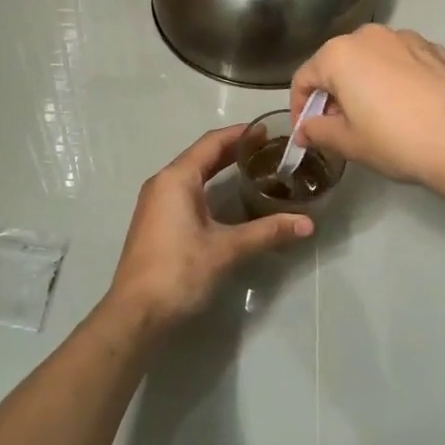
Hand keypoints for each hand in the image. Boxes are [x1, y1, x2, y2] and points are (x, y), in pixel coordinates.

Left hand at [107, 125, 313, 329]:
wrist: (136, 314)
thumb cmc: (178, 271)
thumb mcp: (226, 249)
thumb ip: (267, 232)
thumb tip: (308, 224)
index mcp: (176, 179)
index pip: (212, 142)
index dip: (241, 134)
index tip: (269, 131)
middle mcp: (163, 183)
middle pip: (202, 156)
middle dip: (234, 150)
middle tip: (269, 149)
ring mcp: (156, 204)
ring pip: (193, 174)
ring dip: (221, 168)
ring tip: (255, 169)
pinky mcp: (157, 223)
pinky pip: (187, 192)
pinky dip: (210, 187)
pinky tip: (229, 199)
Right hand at [290, 25, 444, 198]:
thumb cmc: (397, 141)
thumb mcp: (348, 143)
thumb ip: (318, 131)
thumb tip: (305, 129)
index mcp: (340, 54)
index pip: (304, 78)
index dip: (300, 108)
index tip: (306, 133)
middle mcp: (370, 35)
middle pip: (337, 63)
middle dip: (332, 93)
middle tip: (338, 127)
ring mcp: (406, 38)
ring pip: (370, 59)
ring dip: (363, 83)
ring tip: (373, 117)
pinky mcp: (435, 49)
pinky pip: (400, 61)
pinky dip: (393, 79)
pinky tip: (405, 107)